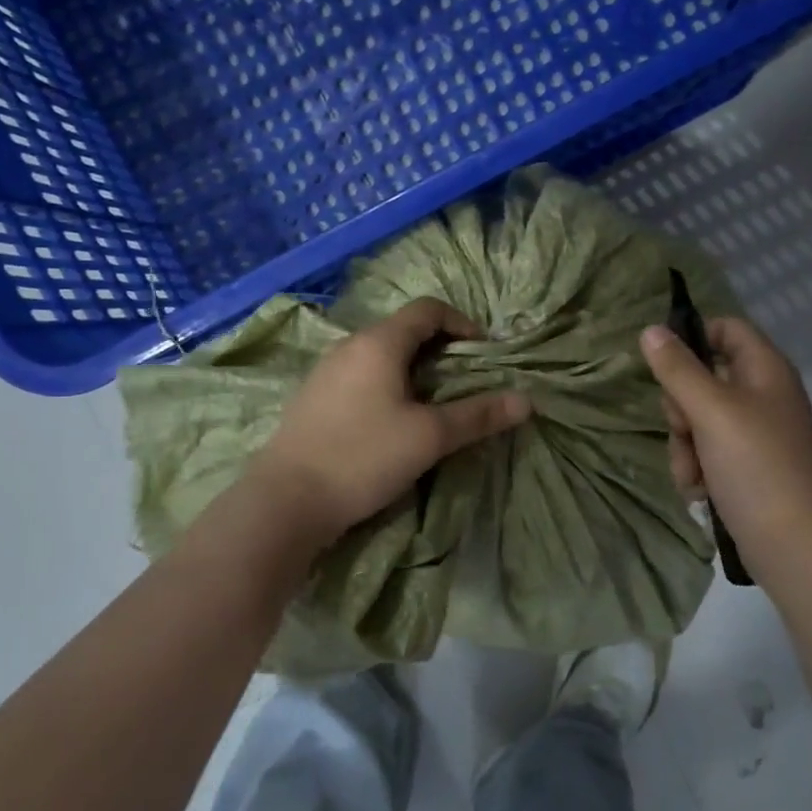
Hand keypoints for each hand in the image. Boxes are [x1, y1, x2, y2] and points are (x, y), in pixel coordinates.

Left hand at [255, 297, 530, 542]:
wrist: (285, 501)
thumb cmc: (363, 457)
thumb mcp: (429, 437)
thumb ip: (477, 415)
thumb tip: (526, 401)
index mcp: (379, 343)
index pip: (428, 309)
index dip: (462, 323)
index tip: (483, 352)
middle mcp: (350, 346)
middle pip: (404, 330)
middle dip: (441, 349)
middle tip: (465, 380)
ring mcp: (326, 371)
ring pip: (381, 355)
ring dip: (414, 369)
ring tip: (434, 402)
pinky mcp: (314, 398)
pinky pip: (361, 375)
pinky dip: (388, 384)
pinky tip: (393, 420)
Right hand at [641, 317, 811, 581]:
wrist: (795, 546)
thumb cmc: (757, 466)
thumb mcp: (711, 411)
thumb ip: (678, 369)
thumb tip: (650, 329)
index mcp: (765, 370)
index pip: (725, 328)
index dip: (694, 339)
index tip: (665, 366)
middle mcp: (762, 395)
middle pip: (703, 377)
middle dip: (681, 408)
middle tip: (685, 429)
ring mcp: (755, 433)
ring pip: (698, 420)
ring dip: (684, 446)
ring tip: (694, 473)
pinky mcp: (747, 467)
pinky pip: (706, 452)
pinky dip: (697, 469)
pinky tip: (700, 491)